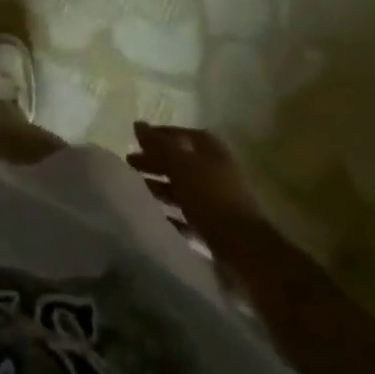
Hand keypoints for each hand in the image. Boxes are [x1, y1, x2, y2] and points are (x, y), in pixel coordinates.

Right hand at [127, 123, 264, 249]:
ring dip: (161, 188)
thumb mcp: (179, 164)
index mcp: (210, 150)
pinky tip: (155, 216)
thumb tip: (138, 124)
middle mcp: (215, 171)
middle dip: (156, 162)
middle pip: (180, 161)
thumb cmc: (210, 196)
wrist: (243, 249)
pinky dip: (172, 214)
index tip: (136, 141)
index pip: (180, 134)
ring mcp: (217, 200)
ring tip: (138, 190)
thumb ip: (158, 144)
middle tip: (130, 164)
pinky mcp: (216, 226)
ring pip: (183, 188)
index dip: (158, 136)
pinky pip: (188, 215)